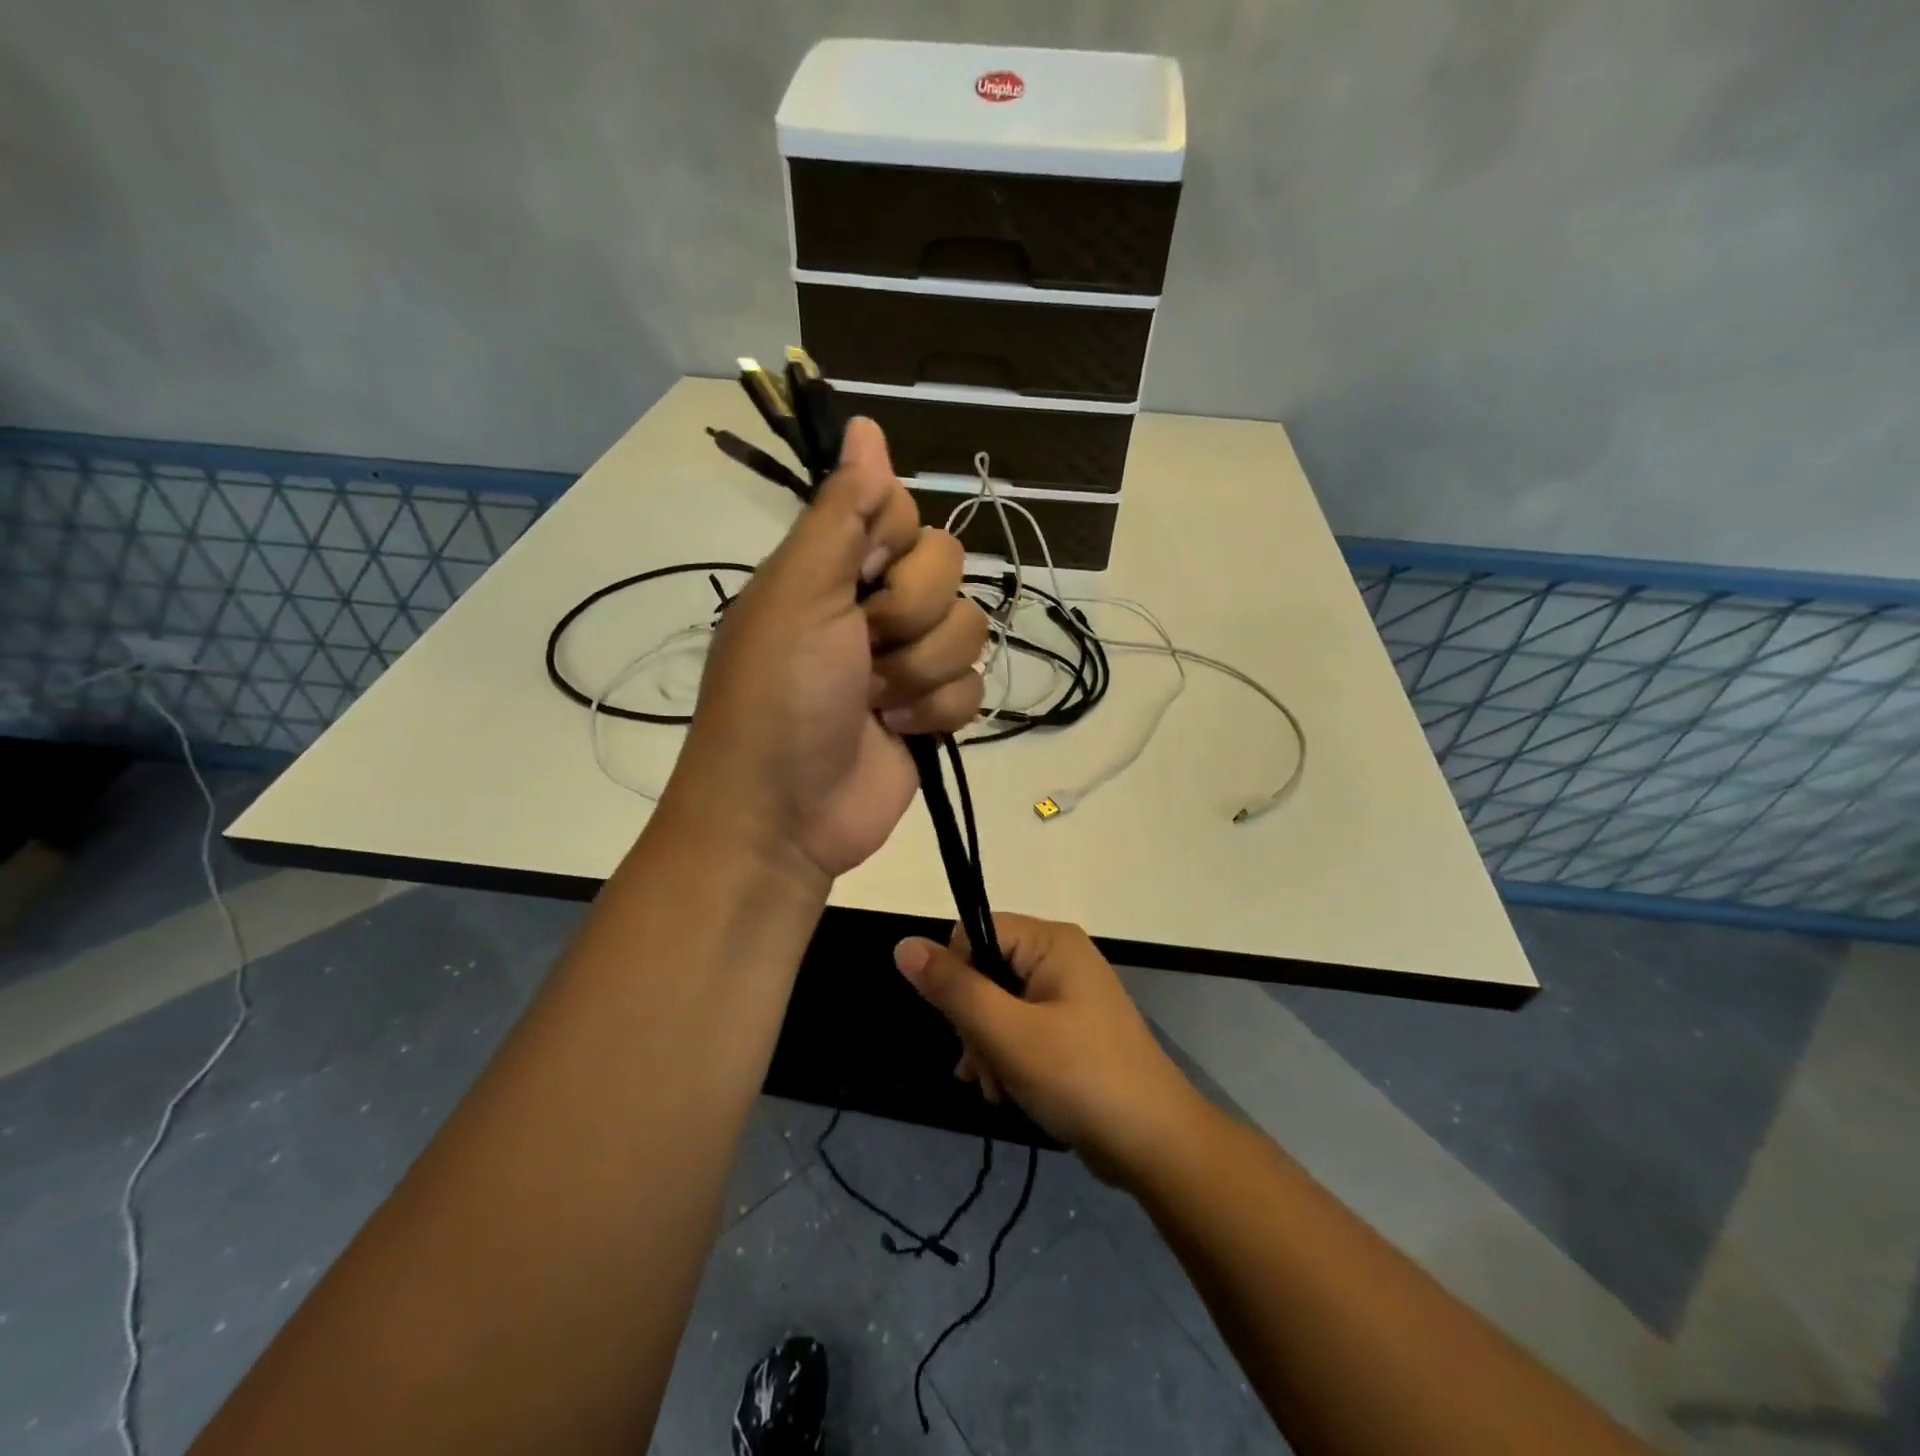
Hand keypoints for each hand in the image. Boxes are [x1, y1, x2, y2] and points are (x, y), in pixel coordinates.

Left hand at [671, 418, 988, 884]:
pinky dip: (938, 712)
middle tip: (864, 650)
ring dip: (922, 672)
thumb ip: (839, 514)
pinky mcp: (932, 711)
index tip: (865, 576)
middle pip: (948, 567)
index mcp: (834, 567)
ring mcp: (907, 661)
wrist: (785, 814)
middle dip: (911, 616)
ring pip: (969, 629)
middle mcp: (873, 605)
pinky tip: (900, 733)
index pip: (901, 509)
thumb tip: (865, 426)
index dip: (895, 540)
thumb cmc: (779, 698)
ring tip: (876, 703)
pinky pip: (975, 686)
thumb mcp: (798, 595)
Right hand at [893, 914, 1210, 1185]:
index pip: (974, 933)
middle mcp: (1060, 957)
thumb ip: (954, 988)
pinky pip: (1020, 1028)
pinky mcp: (1071, 1029)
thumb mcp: (1008, 1034)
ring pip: (997, 1005)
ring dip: (986, 1048)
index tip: (962, 1024)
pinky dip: (1006, 1058)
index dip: (957, 976)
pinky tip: (1006, 1092)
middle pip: (985, 971)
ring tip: (997, 1089)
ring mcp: (1067, 995)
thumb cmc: (1080, 1078)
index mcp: (1051, 941)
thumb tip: (903, 944)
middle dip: (973, 1024)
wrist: (1156, 1145)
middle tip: (984, 1068)